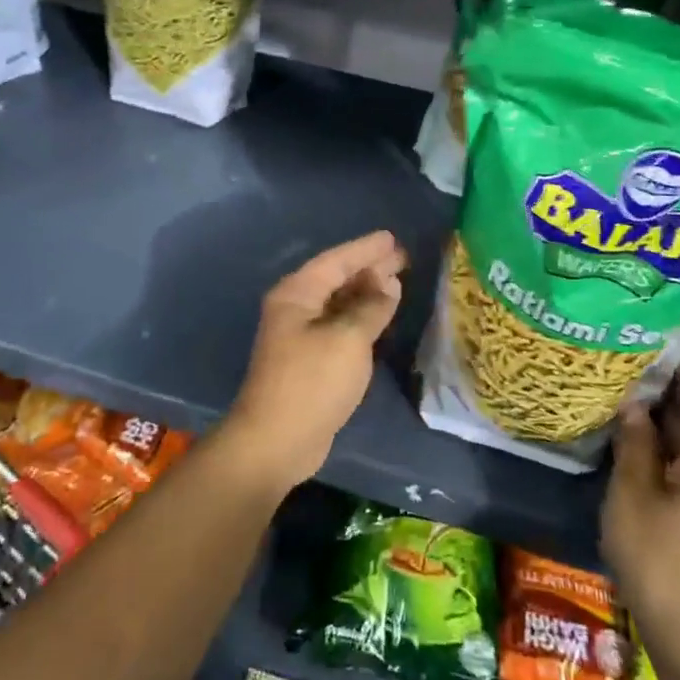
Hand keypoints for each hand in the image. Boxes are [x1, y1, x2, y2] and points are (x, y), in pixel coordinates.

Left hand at [222, 231, 406, 489]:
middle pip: (336, 279)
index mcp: (297, 294)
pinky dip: (360, 317)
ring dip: (365, 292)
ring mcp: (300, 335)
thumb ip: (370, 308)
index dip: (365, 249)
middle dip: (368, 268)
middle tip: (402, 257)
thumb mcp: (348, 340)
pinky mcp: (309, 360)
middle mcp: (295, 308)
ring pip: (338, 303)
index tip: (391, 238)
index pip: (336, 261)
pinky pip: (339, 325)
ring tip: (396, 281)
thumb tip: (388, 284)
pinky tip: (379, 315)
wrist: (277, 441)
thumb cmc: (312, 382)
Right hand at [601, 351, 679, 658]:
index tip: (654, 332)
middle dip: (672, 381)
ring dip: (670, 410)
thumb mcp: (634, 492)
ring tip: (631, 384)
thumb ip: (635, 442)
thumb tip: (635, 403)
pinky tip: (640, 432)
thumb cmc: (660, 556)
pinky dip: (671, 437)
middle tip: (632, 353)